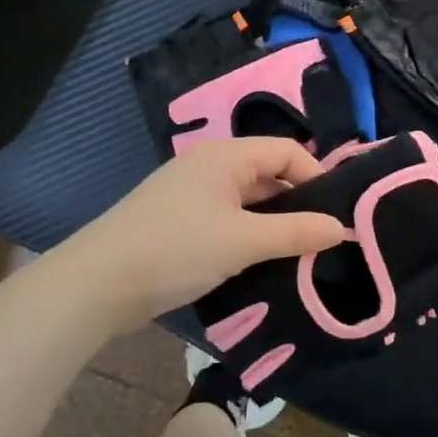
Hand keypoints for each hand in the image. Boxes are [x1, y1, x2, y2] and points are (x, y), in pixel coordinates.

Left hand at [67, 138, 345, 329]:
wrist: (95, 286)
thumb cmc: (175, 250)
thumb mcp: (243, 242)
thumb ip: (296, 233)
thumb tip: (342, 228)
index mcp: (225, 155)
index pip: (287, 150)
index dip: (317, 177)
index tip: (337, 214)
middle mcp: (209, 165)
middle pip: (268, 173)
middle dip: (297, 202)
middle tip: (323, 236)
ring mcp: (190, 193)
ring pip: (248, 199)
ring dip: (273, 222)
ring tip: (298, 253)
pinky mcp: (178, 221)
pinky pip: (227, 218)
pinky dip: (248, 234)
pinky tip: (260, 261)